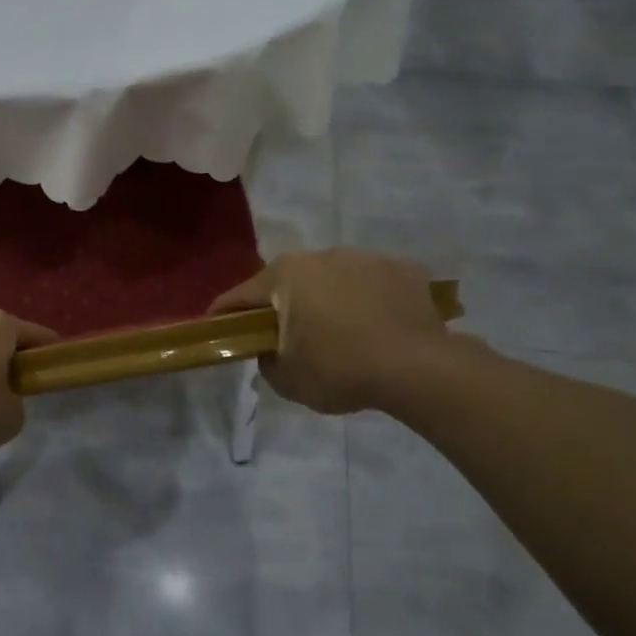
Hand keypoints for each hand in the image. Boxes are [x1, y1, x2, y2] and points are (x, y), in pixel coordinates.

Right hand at [210, 249, 463, 415]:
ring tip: (340, 334)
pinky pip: (372, 285)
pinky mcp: (402, 269)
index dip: (224, 316)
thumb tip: (271, 349)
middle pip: (287, 283)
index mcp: (284, 276)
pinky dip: (368, 301)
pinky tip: (377, 328)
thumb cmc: (340, 369)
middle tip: (287, 338)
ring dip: (327, 300)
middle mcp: (320, 256)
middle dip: (282, 306)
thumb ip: (267, 360)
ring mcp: (364, 258)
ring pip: (332, 279)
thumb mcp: (287, 379)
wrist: (418, 368)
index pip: (240, 296)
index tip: (217, 330)